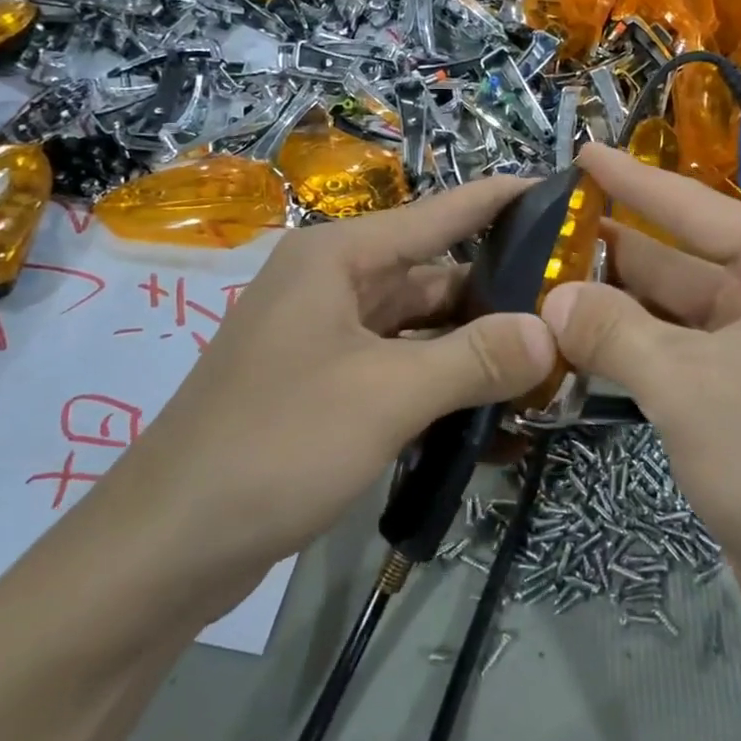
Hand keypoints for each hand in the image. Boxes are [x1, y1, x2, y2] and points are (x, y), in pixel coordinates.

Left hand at [74, 178, 554, 627]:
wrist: (166, 547)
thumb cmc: (275, 445)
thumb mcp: (387, 395)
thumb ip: (475, 358)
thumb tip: (552, 332)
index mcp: (338, 258)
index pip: (439, 213)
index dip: (502, 200)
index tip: (565, 193)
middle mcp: (333, 286)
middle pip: (435, 275)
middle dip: (501, 294)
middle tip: (574, 310)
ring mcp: (329, 338)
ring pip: (422, 327)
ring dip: (476, 346)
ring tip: (550, 362)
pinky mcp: (328, 387)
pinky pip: (402, 368)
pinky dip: (444, 383)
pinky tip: (494, 411)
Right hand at [541, 145, 740, 618]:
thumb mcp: (688, 384)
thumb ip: (613, 331)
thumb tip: (551, 298)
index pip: (696, 208)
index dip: (633, 180)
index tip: (583, 151)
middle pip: (682, 260)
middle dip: (613, 249)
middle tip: (542, 228)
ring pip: (676, 312)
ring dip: (615, 305)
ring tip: (543, 281)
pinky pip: (679, 355)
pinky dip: (633, 350)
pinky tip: (579, 341)